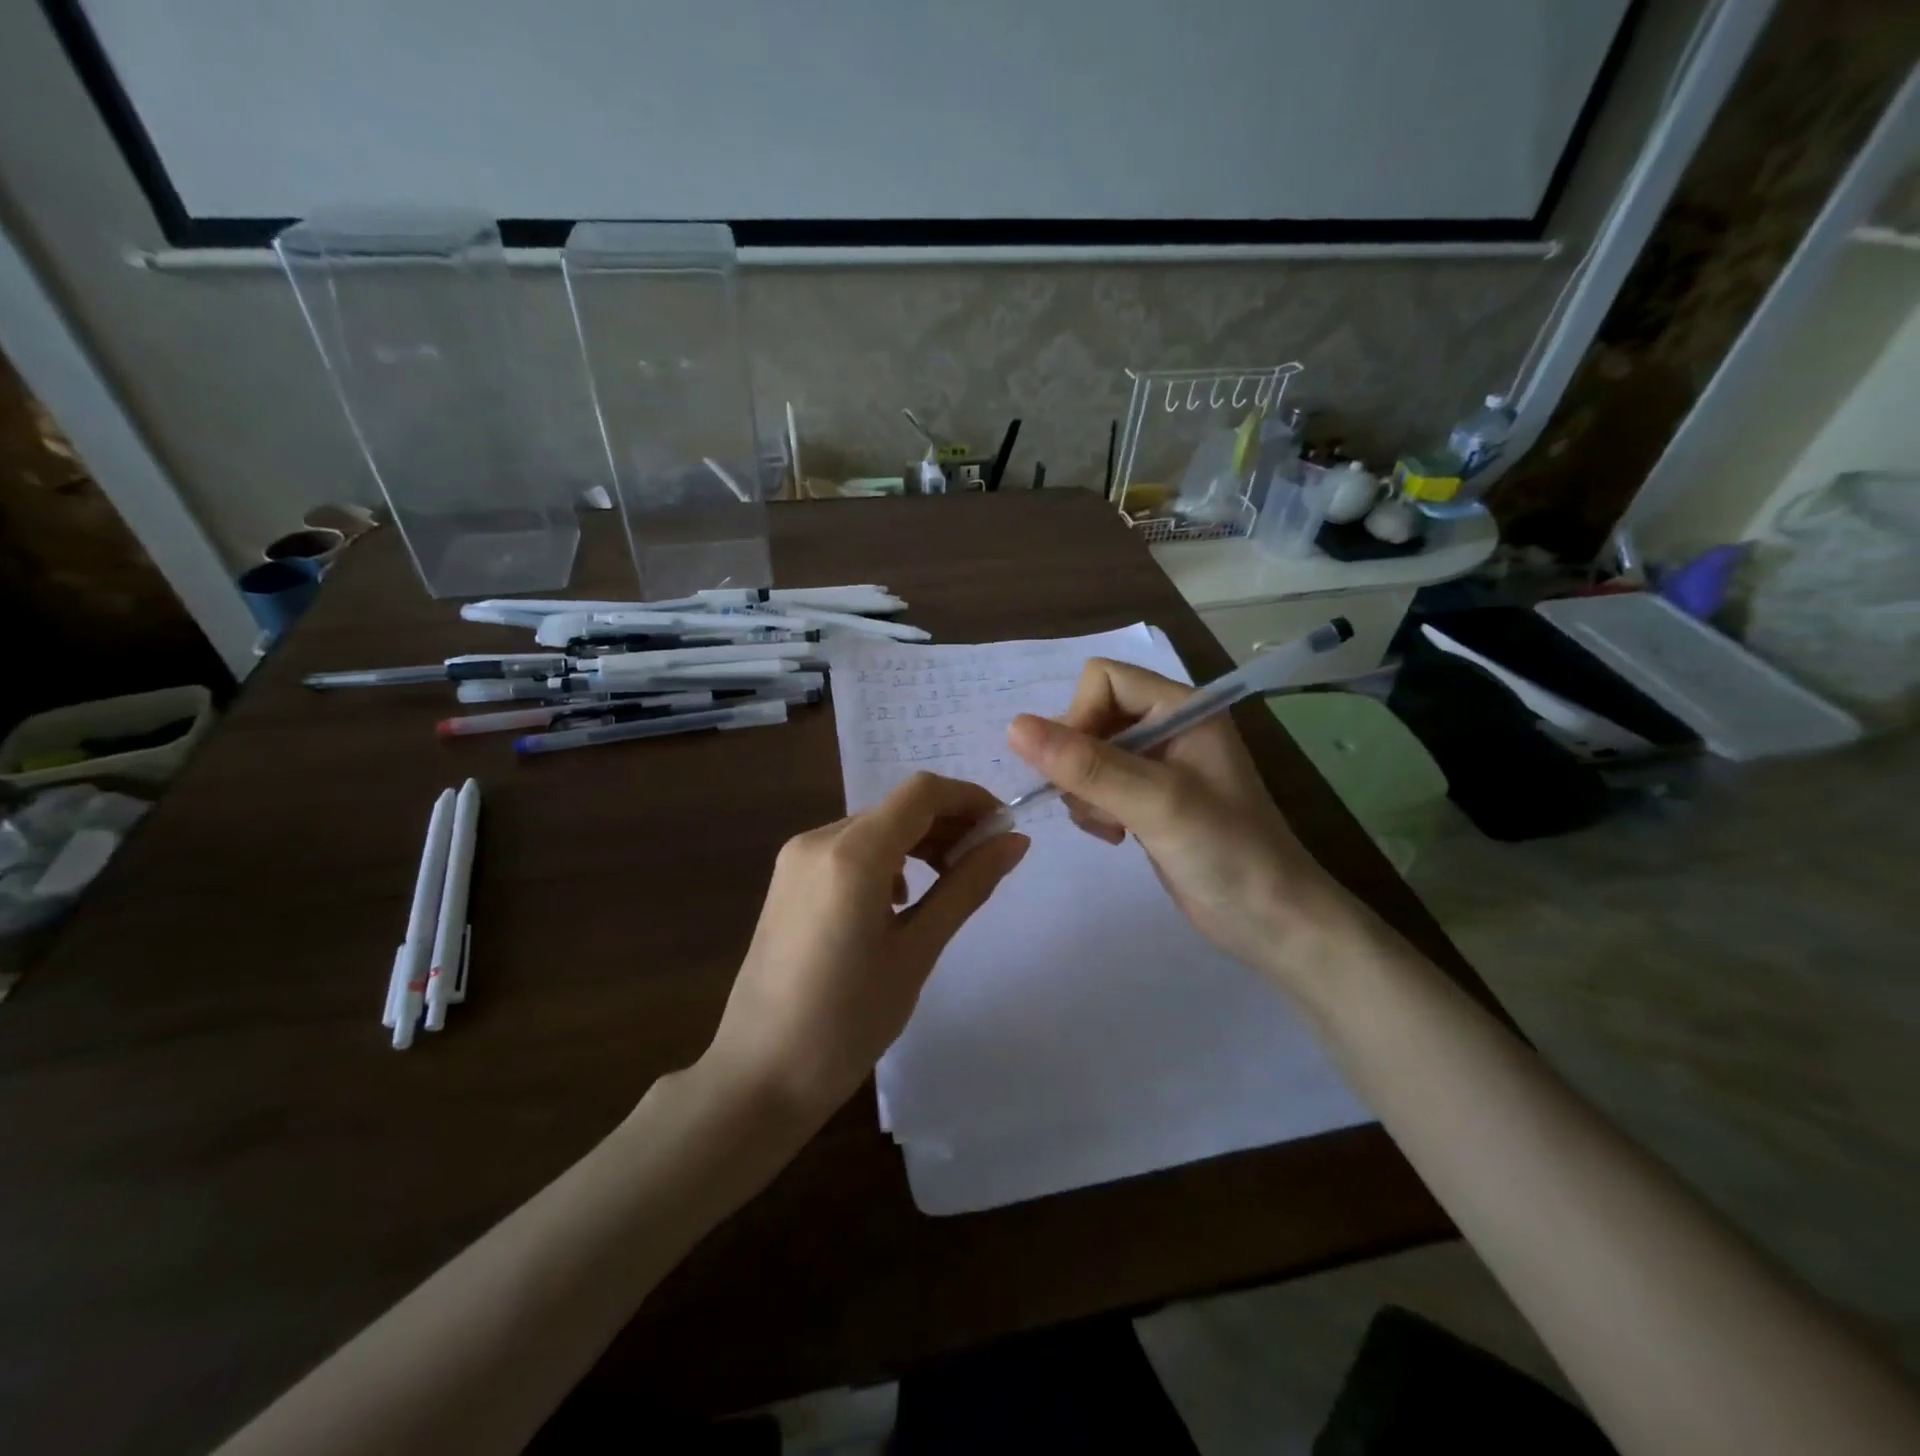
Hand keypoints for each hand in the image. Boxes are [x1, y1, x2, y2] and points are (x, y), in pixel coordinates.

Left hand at [701, 773, 1028, 1125]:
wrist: (760, 1075)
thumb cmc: (848, 1021)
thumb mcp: (917, 951)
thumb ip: (966, 886)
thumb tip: (1015, 841)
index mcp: (852, 854)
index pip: (921, 793)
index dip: (969, 799)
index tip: (1003, 830)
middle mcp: (819, 840)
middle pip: (897, 807)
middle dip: (948, 823)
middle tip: (986, 862)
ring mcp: (796, 858)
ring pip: (873, 827)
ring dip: (918, 841)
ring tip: (949, 882)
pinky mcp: (787, 879)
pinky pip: (848, 849)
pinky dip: (886, 858)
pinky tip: (900, 900)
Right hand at [1006, 659, 1360, 986]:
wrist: (1271, 921)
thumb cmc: (1226, 852)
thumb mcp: (1156, 803)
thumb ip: (1087, 765)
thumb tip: (1014, 727)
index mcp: (1182, 707)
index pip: (1103, 679)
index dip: (1078, 717)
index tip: (1079, 770)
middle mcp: (1168, 727)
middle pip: (1090, 716)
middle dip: (1079, 761)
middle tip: (1098, 805)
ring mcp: (1157, 765)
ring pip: (1086, 754)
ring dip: (1085, 792)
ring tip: (1112, 826)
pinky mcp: (1147, 799)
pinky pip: (1096, 785)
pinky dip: (1094, 809)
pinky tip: (1117, 836)